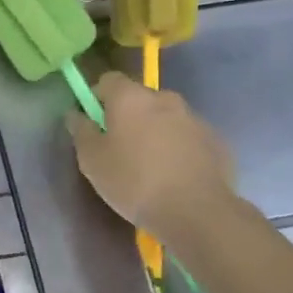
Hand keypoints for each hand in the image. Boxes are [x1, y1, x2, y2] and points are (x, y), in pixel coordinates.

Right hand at [67, 72, 238, 235]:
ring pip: (165, 118)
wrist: (196, 212)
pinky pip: (188, 137)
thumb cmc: (134, 181)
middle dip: (128, 116)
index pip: (108, 80)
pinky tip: (174, 176)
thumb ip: (81, 131)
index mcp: (131, 97)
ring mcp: (194, 118)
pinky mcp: (215, 141)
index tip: (93, 122)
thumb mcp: (92, 161)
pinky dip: (178, 148)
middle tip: (120, 148)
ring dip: (155, 132)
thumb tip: (76, 114)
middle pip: (139, 98)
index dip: (97, 97)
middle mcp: (165, 98)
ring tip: (150, 166)